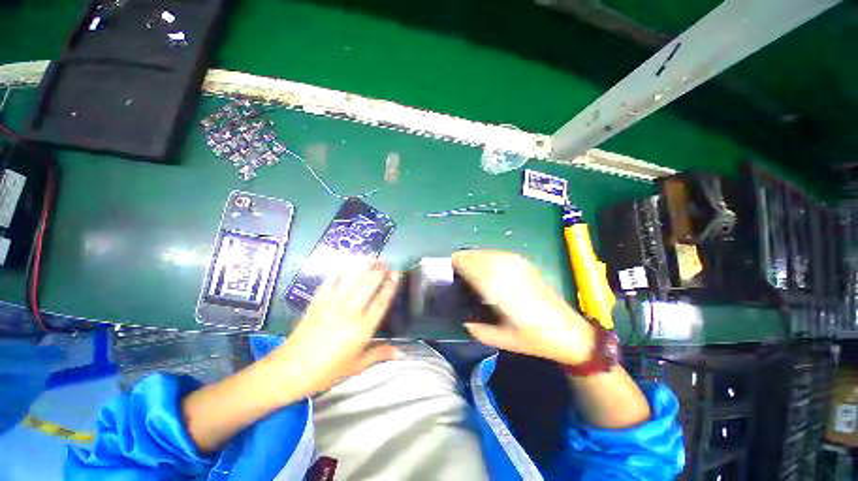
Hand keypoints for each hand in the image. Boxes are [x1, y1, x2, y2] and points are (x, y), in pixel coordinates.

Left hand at [264, 259, 401, 401]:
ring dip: (363, 266)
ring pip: (352, 280)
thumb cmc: (327, 371)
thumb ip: (380, 354)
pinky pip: (331, 281)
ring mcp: (333, 304)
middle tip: (385, 262)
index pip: (382, 302)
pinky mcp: (318, 301)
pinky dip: (339, 270)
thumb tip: (402, 352)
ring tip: (371, 256)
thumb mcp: (357, 366)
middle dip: (379, 272)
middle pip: (369, 286)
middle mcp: (351, 312)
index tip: (396, 273)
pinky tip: (345, 261)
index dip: (391, 286)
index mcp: (363, 328)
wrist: (290, 370)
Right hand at [452, 250, 593, 365]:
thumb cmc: (534, 339)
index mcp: (500, 291)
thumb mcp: (502, 340)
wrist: (569, 332)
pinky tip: (484, 263)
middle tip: (451, 267)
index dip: (457, 264)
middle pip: (478, 257)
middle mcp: (508, 273)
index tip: (444, 266)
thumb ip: (477, 329)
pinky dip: (486, 256)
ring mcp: (518, 266)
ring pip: (488, 253)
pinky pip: (499, 254)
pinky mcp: (526, 265)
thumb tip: (461, 319)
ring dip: (474, 256)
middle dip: (462, 259)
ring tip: (464, 264)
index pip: (472, 268)